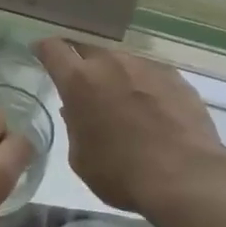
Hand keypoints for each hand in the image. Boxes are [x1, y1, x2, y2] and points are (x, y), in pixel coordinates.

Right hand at [35, 39, 225, 215]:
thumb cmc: (121, 173)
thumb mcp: (81, 158)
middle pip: (88, 49)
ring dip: (114, 73)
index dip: (44, 49)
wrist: (185, 177)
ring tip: (119, 97)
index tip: (40, 51)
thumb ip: (74, 127)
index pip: (53, 49)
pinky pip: (149, 73)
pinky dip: (142, 84)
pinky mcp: (176, 77)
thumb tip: (75, 111)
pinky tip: (150, 106)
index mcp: (79, 81)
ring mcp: (146, 67)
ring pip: (121, 61)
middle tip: (80, 80)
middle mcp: (111, 64)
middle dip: (80, 61)